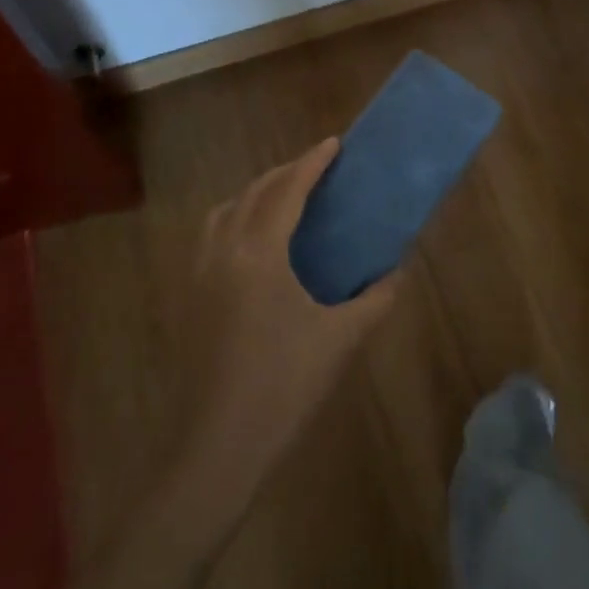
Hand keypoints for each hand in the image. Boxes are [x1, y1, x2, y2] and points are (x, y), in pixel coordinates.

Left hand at [176, 138, 396, 483]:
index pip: (286, 191)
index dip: (311, 163)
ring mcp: (200, 275)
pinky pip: (212, 236)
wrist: (221, 444)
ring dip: (254, 193)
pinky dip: (235, 219)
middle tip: (317, 166)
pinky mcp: (190, 298)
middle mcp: (223, 252)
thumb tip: (397, 272)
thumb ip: (375, 298)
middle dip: (285, 172)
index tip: (334, 143)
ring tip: (284, 197)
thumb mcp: (342, 338)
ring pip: (225, 212)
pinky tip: (255, 242)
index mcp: (259, 254)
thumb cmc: (286, 384)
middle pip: (252, 193)